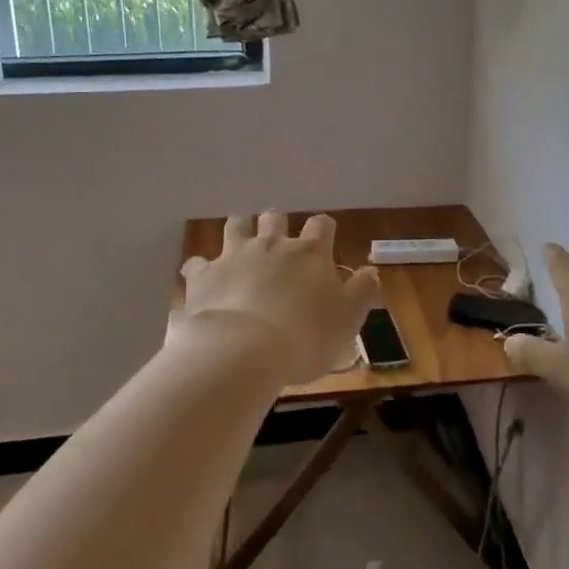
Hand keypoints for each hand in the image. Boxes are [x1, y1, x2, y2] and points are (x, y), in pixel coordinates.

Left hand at [172, 211, 380, 386]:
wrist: (243, 350)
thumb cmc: (305, 336)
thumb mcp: (348, 319)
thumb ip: (361, 292)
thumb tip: (371, 272)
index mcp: (310, 253)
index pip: (321, 226)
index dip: (324, 230)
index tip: (325, 239)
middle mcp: (272, 245)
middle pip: (275, 218)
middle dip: (278, 223)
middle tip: (279, 239)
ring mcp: (234, 256)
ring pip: (236, 225)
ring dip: (240, 229)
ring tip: (242, 241)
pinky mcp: (204, 275)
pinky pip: (197, 263)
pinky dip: (201, 268)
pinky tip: (203, 278)